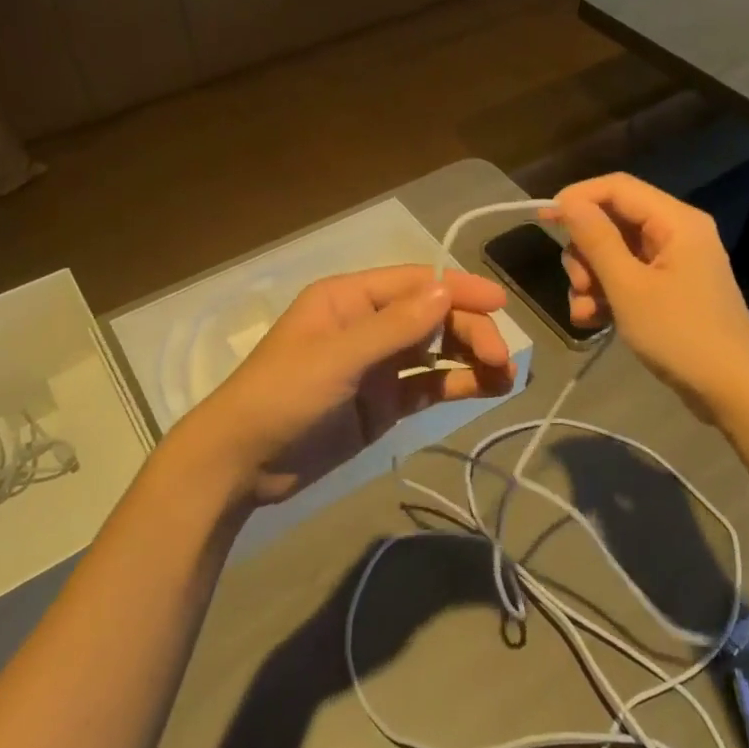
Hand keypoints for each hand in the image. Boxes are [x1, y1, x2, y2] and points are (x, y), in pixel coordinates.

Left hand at [173, 266, 513, 506]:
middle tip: (501, 358)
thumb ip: (394, 327)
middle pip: (431, 317)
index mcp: (350, 299)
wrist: (242, 463)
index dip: (459, 290)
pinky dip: (457, 384)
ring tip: (506, 375)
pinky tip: (487, 389)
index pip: (416, 283)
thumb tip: (447, 291)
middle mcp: (368, 325)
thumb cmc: (283, 395)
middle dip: (469, 331)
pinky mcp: (383, 403)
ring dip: (470, 357)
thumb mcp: (337, 357)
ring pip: (435, 351)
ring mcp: (377, 366)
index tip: (501, 305)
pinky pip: (427, 386)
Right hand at [548, 174, 748, 415]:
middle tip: (579, 283)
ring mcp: (672, 264)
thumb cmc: (681, 333)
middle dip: (585, 252)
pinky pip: (626, 278)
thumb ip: (596, 240)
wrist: (734, 391)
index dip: (577, 198)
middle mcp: (675, 234)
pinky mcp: (668, 291)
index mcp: (675, 221)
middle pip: (612, 221)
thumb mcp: (628, 286)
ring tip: (585, 311)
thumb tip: (567, 202)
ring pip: (613, 253)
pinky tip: (593, 322)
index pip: (617, 187)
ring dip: (590, 279)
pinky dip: (605, 296)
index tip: (544, 221)